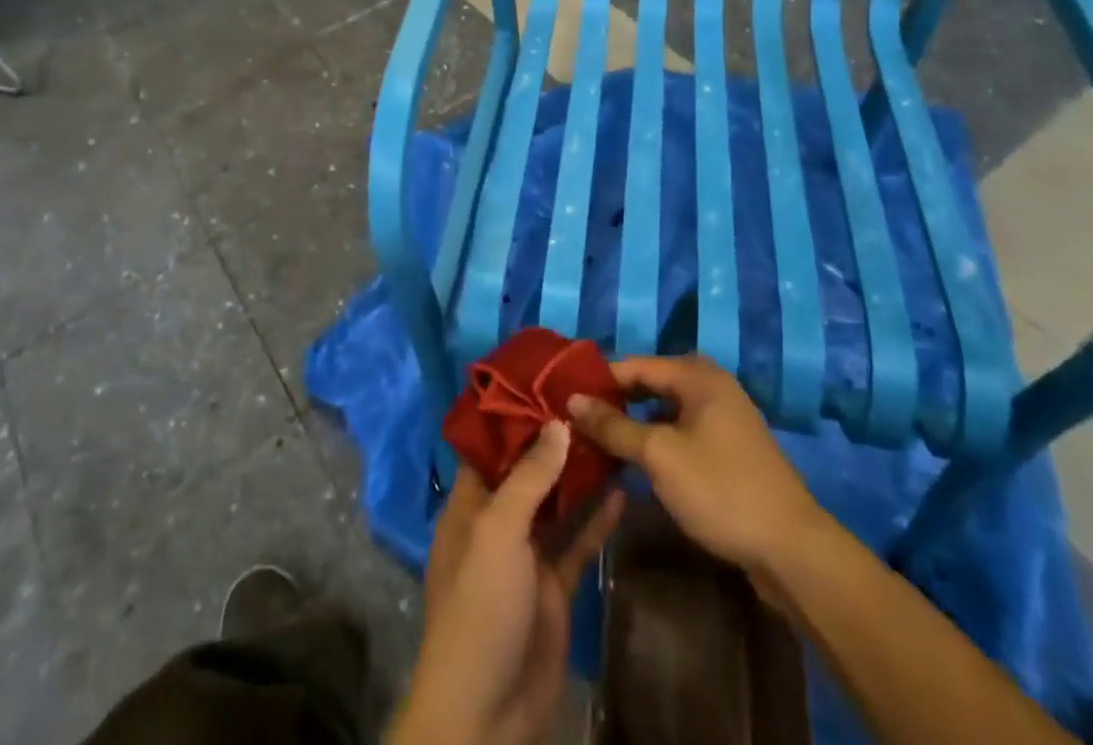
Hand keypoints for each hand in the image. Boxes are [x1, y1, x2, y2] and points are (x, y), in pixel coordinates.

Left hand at [390, 422, 622, 744]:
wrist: (487, 711)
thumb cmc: (480, 605)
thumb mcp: (498, 531)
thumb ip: (529, 477)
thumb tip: (557, 423)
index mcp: (471, 504)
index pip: (491, 447)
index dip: (515, 415)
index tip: (546, 382)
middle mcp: (498, 522)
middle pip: (528, 470)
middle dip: (554, 440)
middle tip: (590, 401)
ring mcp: (528, 555)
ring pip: (557, 503)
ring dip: (579, 475)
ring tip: (611, 434)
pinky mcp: (555, 586)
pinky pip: (578, 542)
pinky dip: (597, 519)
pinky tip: (622, 491)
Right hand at [567, 355, 819, 576]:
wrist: (792, 549)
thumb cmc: (720, 489)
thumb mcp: (659, 455)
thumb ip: (613, 425)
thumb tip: (572, 400)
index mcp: (697, 374)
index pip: (633, 365)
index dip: (597, 381)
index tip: (562, 398)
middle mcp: (711, 385)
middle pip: (649, 384)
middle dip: (614, 402)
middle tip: (576, 421)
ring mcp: (723, 417)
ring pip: (664, 410)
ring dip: (634, 424)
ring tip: (597, 442)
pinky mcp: (729, 448)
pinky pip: (681, 431)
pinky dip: (656, 441)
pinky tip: (635, 462)